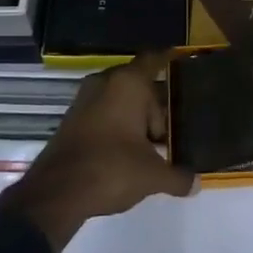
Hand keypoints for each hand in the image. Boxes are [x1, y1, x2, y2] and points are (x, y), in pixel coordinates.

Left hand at [0, 52, 195, 252]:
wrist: (56, 193)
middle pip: (140, 85)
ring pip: (120, 100)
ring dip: (136, 118)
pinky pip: (104, 113)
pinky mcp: (72, 119)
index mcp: (128, 83)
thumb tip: (197, 183)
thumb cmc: (111, 169)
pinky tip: (129, 152)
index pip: (154, 59)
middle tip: (173, 130)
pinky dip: (118, 125)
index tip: (184, 62)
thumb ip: (178, 177)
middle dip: (156, 106)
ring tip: (154, 145)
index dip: (170, 60)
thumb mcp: (152, 176)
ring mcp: (85, 99)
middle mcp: (105, 82)